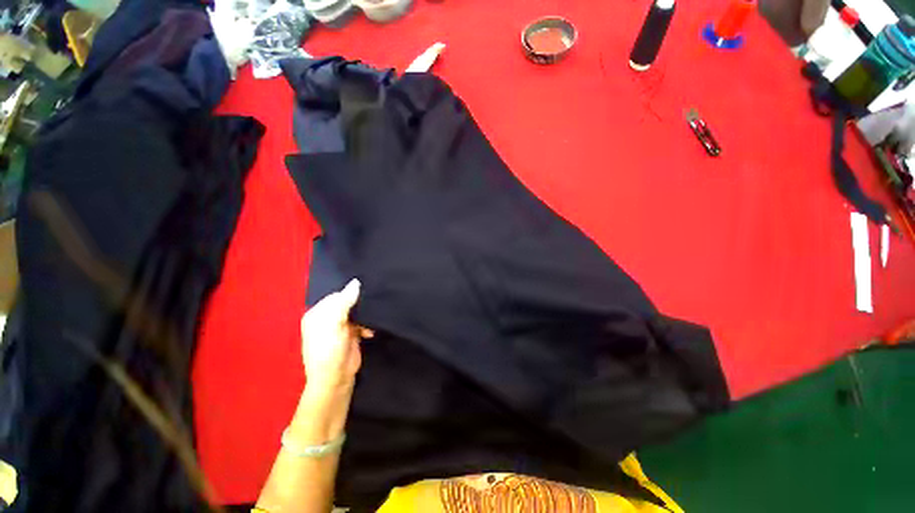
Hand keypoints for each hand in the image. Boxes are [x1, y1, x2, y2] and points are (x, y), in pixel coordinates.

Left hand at [300, 279, 373, 398]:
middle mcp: (327, 318)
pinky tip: (370, 331)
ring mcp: (339, 327)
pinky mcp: (351, 334)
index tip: (365, 293)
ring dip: (365, 315)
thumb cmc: (330, 350)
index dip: (350, 294)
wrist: (336, 378)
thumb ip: (344, 302)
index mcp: (317, 314)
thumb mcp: (335, 324)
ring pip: (356, 312)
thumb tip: (356, 282)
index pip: (336, 295)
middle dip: (359, 304)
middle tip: (372, 302)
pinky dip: (367, 325)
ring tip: (371, 320)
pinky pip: (362, 322)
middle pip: (347, 303)